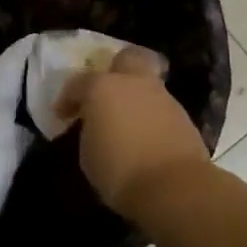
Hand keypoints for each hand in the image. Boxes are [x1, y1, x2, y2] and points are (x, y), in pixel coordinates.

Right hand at [54, 46, 209, 216]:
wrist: (174, 187)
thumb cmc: (119, 170)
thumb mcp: (88, 154)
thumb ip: (90, 131)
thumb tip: (97, 127)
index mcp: (103, 87)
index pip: (78, 83)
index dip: (68, 99)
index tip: (63, 116)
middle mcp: (134, 84)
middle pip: (127, 59)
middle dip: (115, 71)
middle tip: (105, 95)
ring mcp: (163, 97)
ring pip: (147, 85)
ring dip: (135, 98)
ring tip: (126, 124)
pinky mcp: (184, 117)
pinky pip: (160, 108)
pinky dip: (151, 117)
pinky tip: (145, 137)